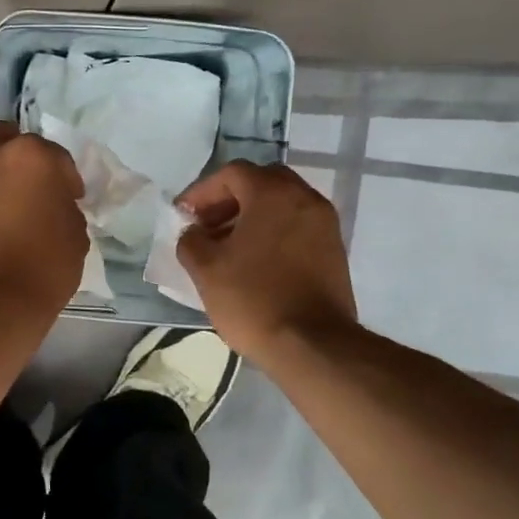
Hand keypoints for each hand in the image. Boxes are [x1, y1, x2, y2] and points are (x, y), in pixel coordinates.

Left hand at [0, 122, 87, 318]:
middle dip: (23, 161)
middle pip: (9, 141)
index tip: (71, 202)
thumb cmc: (43, 267)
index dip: (67, 180)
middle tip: (33, 192)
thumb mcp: (76, 235)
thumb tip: (53, 206)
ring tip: (6, 214)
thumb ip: (65, 208)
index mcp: (32, 155)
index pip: (57, 157)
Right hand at [175, 161, 357, 363]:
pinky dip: (272, 232)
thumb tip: (194, 233)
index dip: (202, 191)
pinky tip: (253, 262)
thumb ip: (191, 241)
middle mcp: (304, 198)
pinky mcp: (334, 250)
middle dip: (229, 200)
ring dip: (251, 217)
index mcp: (273, 193)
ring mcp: (324, 224)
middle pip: (261, 183)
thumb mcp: (206, 269)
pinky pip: (296, 226)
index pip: (232, 173)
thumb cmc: (253, 299)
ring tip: (226, 248)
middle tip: (207, 226)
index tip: (184, 216)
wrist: (312, 344)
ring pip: (281, 205)